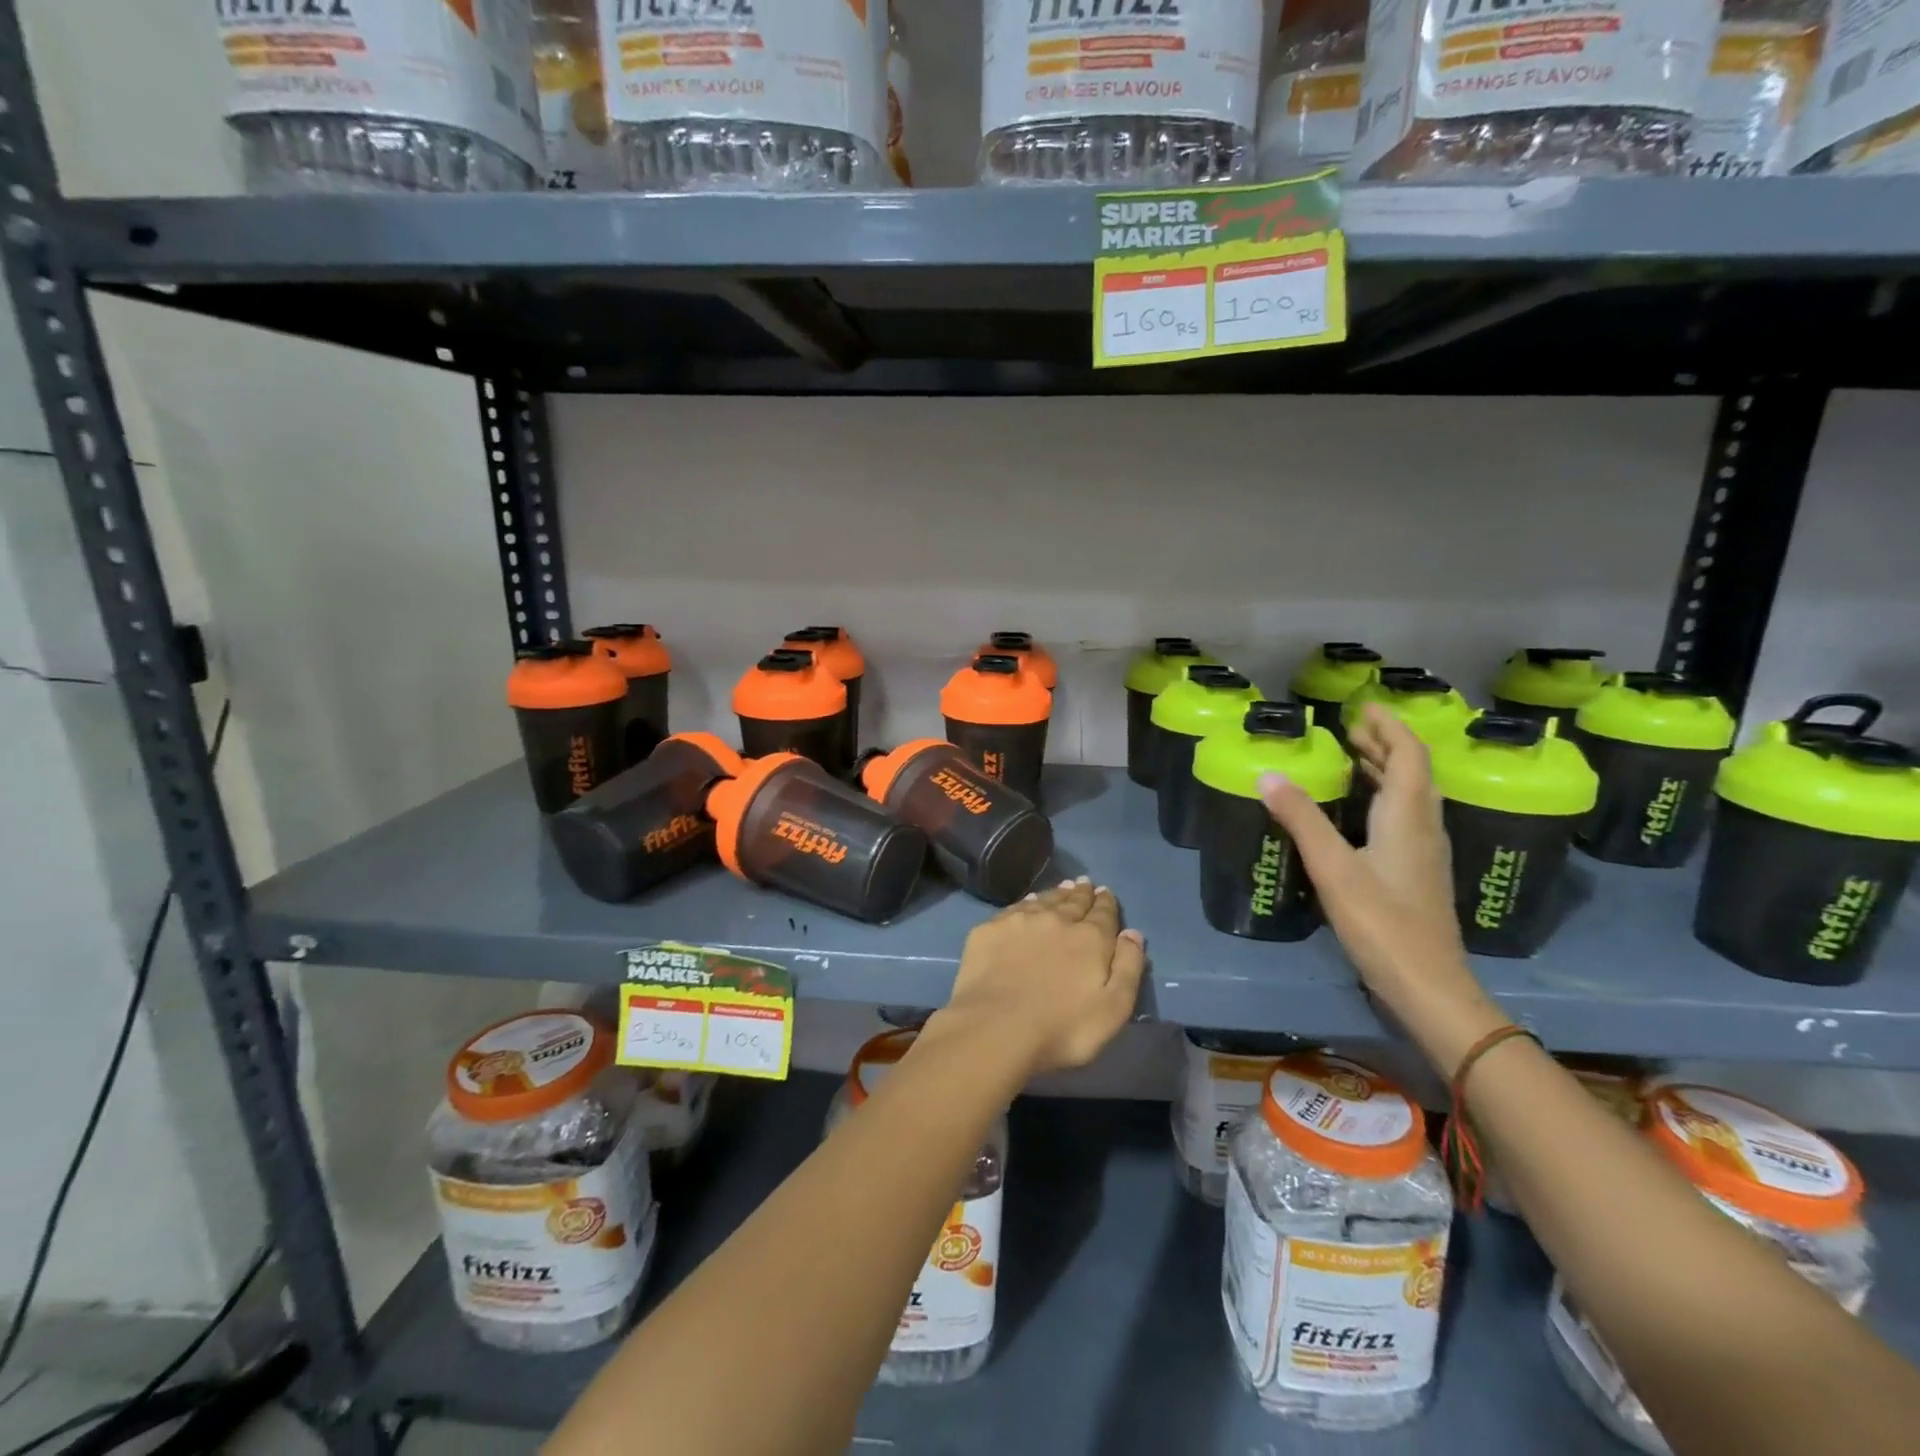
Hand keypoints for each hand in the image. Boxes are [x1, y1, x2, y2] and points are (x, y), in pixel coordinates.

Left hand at [936, 878, 1147, 1078]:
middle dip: (1082, 893)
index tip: (1106, 892)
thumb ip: (1128, 968)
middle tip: (1085, 883)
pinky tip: (1028, 902)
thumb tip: (1133, 933)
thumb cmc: (1062, 1028)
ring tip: (1063, 887)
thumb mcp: (1113, 1009)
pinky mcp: (990, 930)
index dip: (1106, 903)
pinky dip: (1026, 902)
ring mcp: (1020, 921)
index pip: (1103, 914)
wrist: (996, 1028)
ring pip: (1044, 900)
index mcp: (1089, 939)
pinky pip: (1014, 908)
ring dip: (1056, 893)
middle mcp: (1056, 920)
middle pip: (1073, 902)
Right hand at [1258, 705, 1503, 1069]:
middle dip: (1384, 745)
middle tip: (1350, 730)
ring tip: (1353, 760)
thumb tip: (1269, 774)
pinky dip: (1383, 799)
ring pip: (1411, 797)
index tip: (1363, 707)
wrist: (1428, 985)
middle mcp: (1424, 827)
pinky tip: (1360, 814)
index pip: (1408, 755)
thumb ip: (1302, 819)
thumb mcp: (1334, 868)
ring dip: (1386, 771)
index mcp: (1408, 816)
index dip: (1389, 726)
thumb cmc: (1382, 922)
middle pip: (1413, 772)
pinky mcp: (1418, 874)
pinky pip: (1405, 818)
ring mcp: (1425, 853)